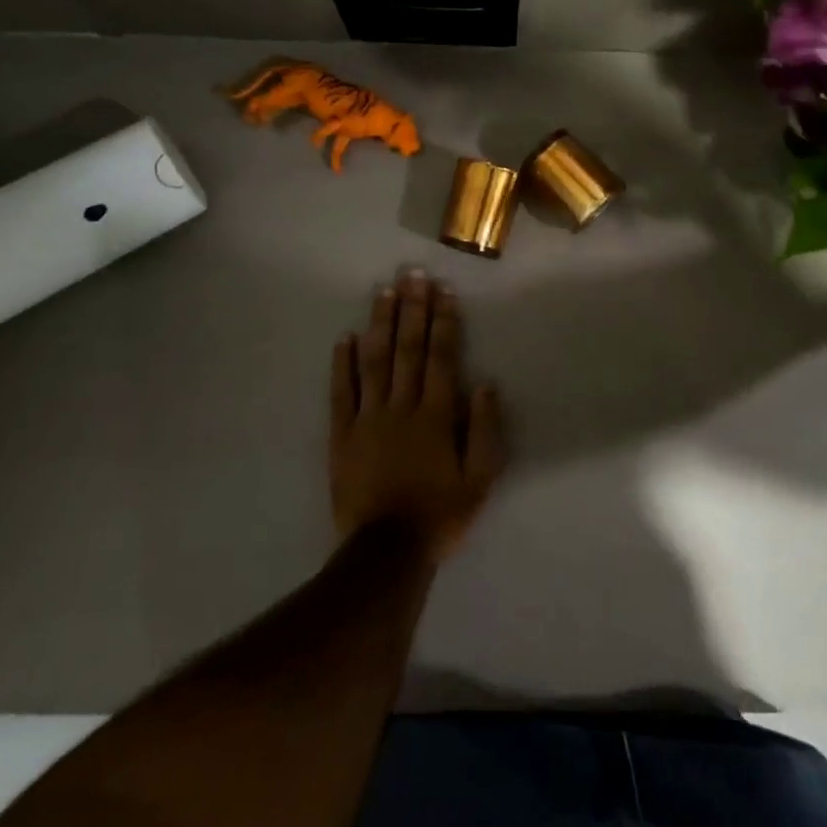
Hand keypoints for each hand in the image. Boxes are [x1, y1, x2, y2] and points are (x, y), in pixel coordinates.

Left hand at [330, 269, 504, 560]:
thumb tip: (484, 383)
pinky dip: (342, 364)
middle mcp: (402, 406)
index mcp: (436, 415)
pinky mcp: (342, 435)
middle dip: (412, 309)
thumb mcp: (479, 480)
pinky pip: (341, 393)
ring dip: (380, 324)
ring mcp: (368, 418)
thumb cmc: (439, 515)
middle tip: (413, 274)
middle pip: (408, 349)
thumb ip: (484, 430)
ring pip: (374, 361)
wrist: (386, 552)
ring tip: (383, 292)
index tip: (443, 290)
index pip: (441, 357)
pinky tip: (345, 337)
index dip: (443, 321)